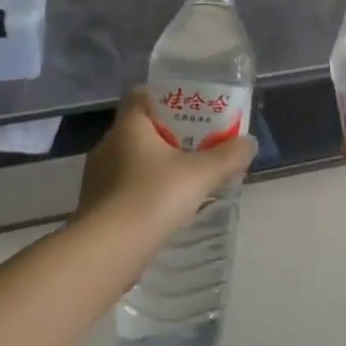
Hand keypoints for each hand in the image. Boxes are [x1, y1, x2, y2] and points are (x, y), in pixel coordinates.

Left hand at [78, 89, 257, 239]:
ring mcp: (97, 177)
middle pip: (140, 128)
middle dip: (168, 134)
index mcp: (129, 126)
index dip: (165, 97)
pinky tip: (164, 206)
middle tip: (198, 143)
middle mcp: (108, 145)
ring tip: (184, 177)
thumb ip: (228, 156)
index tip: (189, 107)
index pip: (141, 95)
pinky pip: (124, 187)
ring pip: (131, 160)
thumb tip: (249, 143)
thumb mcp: (201, 174)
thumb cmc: (153, 197)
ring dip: (155, 165)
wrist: (108, 251)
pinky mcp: (95, 206)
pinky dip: (143, 190)